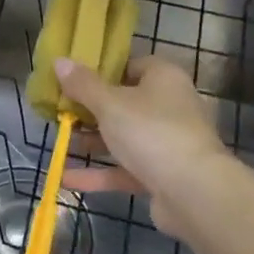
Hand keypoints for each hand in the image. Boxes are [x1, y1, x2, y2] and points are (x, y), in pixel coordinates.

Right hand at [56, 55, 230, 240]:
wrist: (194, 192)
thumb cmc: (151, 132)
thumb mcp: (109, 104)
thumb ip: (82, 85)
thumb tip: (60, 61)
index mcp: (164, 79)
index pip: (132, 65)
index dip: (103, 70)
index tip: (73, 79)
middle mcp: (170, 106)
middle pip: (125, 103)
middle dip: (91, 110)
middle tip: (60, 111)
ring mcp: (168, 143)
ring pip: (124, 138)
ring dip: (92, 142)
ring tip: (60, 141)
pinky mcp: (162, 175)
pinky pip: (125, 169)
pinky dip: (99, 173)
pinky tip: (66, 178)